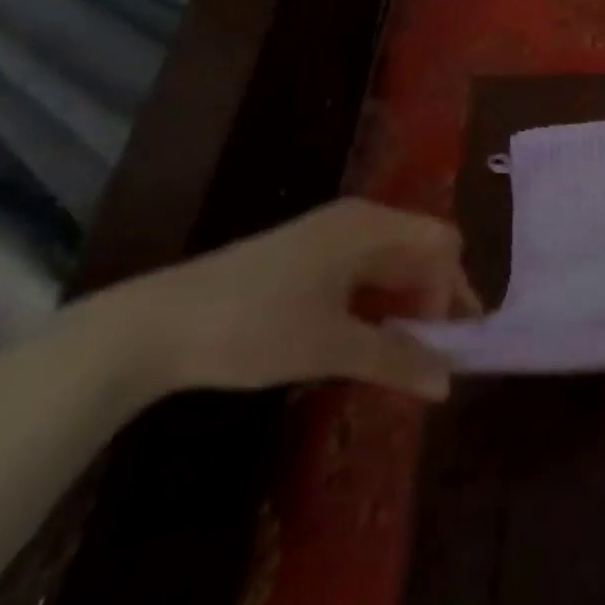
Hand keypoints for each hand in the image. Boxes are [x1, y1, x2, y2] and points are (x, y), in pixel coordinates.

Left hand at [81, 200, 480, 401]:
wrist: (148, 327)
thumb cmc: (253, 326)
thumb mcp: (331, 346)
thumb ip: (396, 360)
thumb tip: (447, 384)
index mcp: (371, 226)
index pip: (442, 243)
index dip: (455, 288)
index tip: (450, 340)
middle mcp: (357, 220)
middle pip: (420, 248)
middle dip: (434, 296)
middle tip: (434, 349)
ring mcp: (327, 235)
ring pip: (390, 261)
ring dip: (405, 301)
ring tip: (403, 349)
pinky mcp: (303, 255)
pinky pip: (361, 269)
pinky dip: (375, 300)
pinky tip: (364, 335)